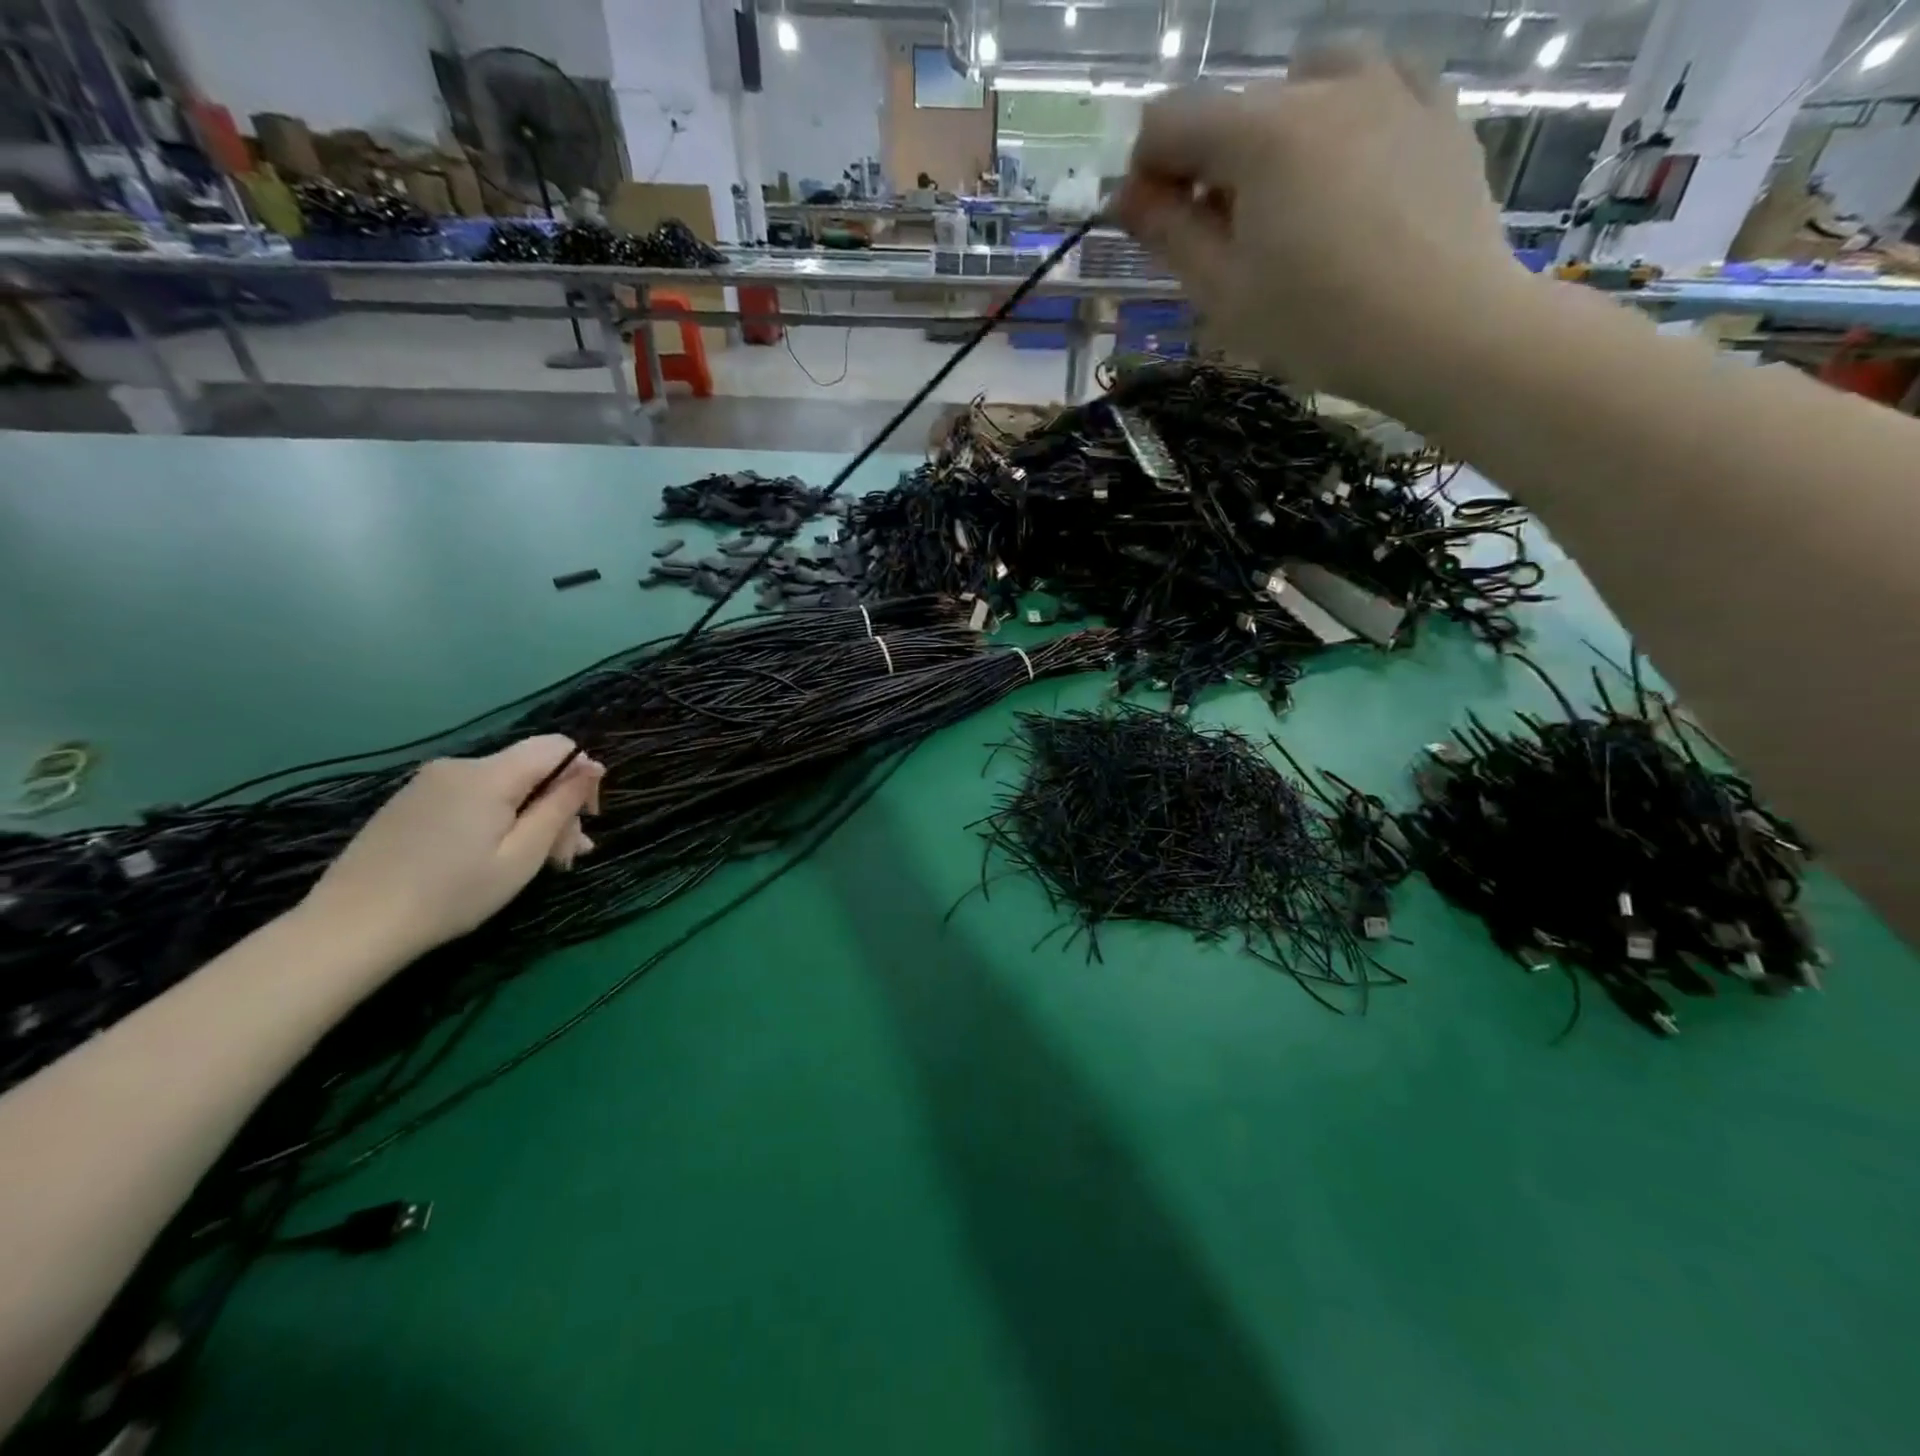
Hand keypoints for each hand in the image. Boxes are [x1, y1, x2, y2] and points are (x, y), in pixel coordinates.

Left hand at [302, 736, 604, 962]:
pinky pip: (472, 797)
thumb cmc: (451, 894)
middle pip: (531, 770)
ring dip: (529, 817)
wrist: (351, 927)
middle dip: (557, 807)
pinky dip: (496, 819)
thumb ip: (560, 806)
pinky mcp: (411, 801)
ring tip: (539, 864)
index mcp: (490, 774)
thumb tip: (592, 767)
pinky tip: (495, 856)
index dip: (582, 775)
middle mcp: (460, 765)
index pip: (557, 746)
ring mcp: (430, 782)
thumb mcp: (521, 856)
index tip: (586, 819)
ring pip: (503, 787)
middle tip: (565, 858)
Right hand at [1114, 45, 1530, 411]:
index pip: (1169, 122)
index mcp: (1261, 132)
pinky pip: (1375, 86)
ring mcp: (1391, 86)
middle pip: (1235, 107)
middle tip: (1224, 238)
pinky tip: (1349, 174)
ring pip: (1307, 81)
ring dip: (1277, 130)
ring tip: (1288, 197)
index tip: (1153, 226)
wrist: (1444, 330)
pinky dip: (1344, 119)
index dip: (1146, 172)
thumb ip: (1168, 233)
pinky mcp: (1438, 109)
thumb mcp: (1224, 291)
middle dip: (1211, 165)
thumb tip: (1125, 196)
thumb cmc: (1317, 324)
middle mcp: (1323, 84)